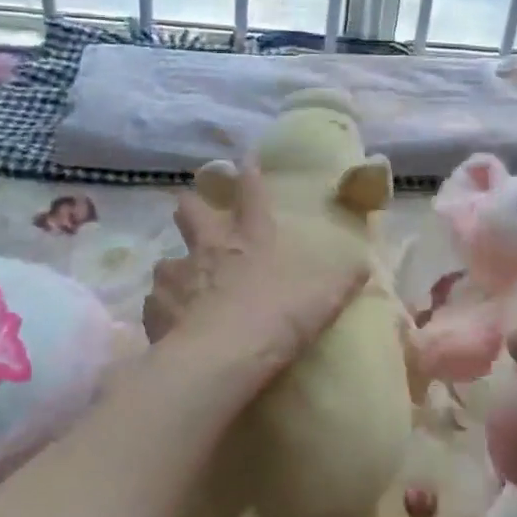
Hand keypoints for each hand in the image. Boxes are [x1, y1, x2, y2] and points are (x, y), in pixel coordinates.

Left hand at [142, 167, 367, 398]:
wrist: (225, 356)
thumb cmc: (279, 317)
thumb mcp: (324, 297)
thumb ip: (342, 279)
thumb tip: (362, 265)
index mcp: (250, 237)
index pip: (251, 193)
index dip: (249, 174)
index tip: (245, 160)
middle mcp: (209, 246)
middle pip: (189, 210)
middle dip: (190, 207)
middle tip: (193, 213)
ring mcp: (177, 276)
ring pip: (166, 260)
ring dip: (174, 269)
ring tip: (182, 286)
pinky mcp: (155, 309)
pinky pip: (155, 304)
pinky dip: (163, 311)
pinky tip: (171, 325)